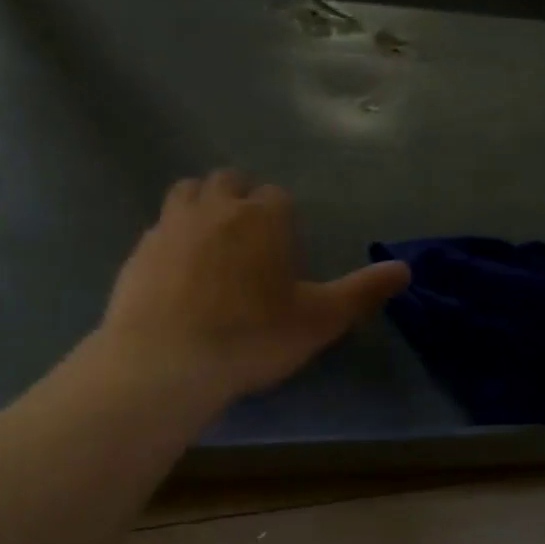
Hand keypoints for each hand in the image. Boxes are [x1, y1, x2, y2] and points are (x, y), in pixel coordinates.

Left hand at [95, 170, 410, 405]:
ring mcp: (172, 225)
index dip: (282, 217)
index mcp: (262, 216)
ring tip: (210, 240)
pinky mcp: (139, 250)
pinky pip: (159, 227)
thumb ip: (362, 291)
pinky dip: (171, 237)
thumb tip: (405, 269)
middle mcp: (216, 208)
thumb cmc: (251, 336)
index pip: (277, 196)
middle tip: (248, 237)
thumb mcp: (318, 320)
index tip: (283, 248)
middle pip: (229, 181)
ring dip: (202, 204)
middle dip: (241, 198)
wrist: (164, 361)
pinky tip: (175, 270)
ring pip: (188, 191)